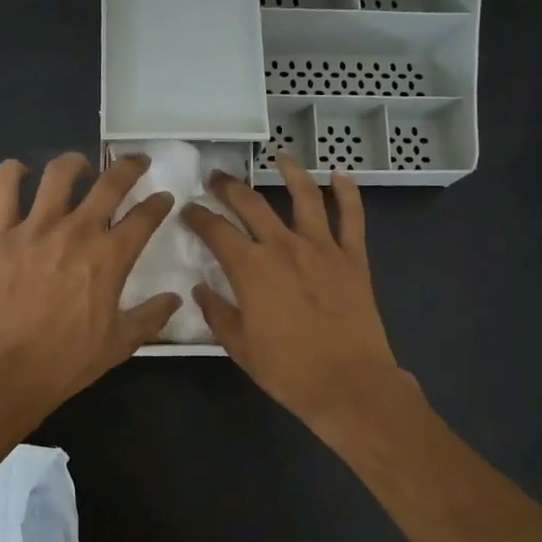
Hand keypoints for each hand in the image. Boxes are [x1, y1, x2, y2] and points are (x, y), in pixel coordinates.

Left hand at [0, 152, 179, 418]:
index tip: (163, 198)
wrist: (7, 371)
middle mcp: (77, 231)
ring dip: (76, 163)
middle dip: (130, 167)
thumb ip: (151, 316)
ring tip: (81, 168)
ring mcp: (35, 228)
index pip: (145, 216)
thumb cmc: (68, 360)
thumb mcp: (120, 344)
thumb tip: (175, 299)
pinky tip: (21, 173)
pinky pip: (4, 186)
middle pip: (111, 183)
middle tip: (137, 163)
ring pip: (59, 173)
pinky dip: (13, 172)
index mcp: (110, 257)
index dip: (159, 203)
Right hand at [181, 152, 409, 425]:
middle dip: (229, 186)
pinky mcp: (353, 257)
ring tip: (279, 157)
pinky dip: (348, 193)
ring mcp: (322, 248)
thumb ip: (217, 313)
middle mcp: (283, 246)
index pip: (215, 230)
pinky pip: (352, 217)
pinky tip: (340, 175)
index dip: (197, 216)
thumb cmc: (288, 370)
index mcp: (250, 268)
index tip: (188, 209)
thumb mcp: (239, 347)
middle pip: (251, 203)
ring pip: (304, 197)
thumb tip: (201, 289)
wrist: (349, 383)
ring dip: (290, 172)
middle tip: (217, 178)